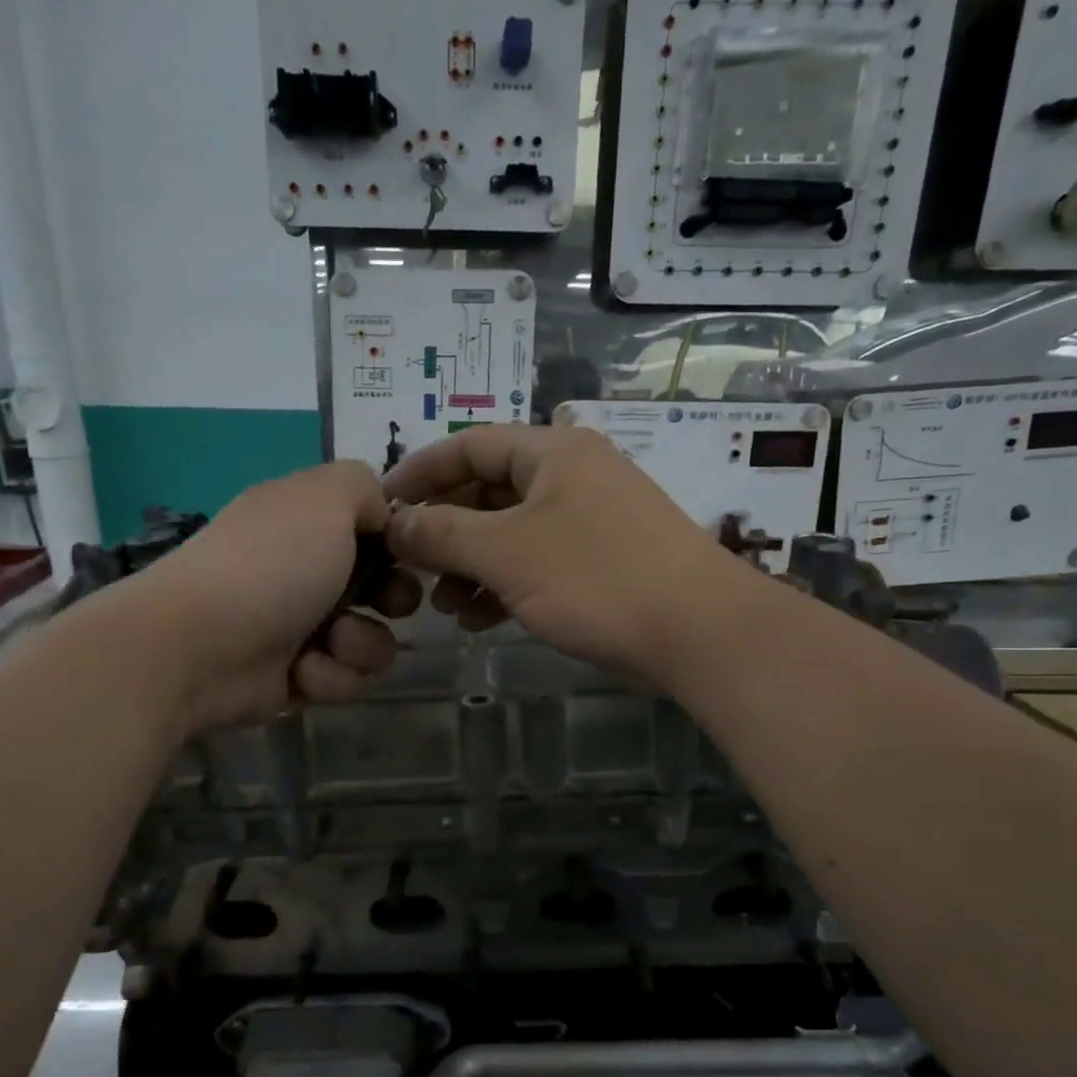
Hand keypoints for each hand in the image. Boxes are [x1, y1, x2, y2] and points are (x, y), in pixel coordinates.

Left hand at [100, 462, 421, 730]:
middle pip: (383, 588)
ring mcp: (301, 627)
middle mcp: (306, 572)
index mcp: (308, 523)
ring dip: (362, 644)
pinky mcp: (298, 677)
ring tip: (330, 644)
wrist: (200, 647)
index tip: (410, 552)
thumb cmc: (270, 565)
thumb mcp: (325, 498)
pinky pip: (344, 678)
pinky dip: (330, 676)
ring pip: (372, 640)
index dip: (398, 543)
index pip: (373, 529)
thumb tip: (382, 516)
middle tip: (386, 603)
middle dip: (394, 598)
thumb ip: (365, 488)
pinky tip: (303, 672)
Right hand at [384, 423, 755, 689]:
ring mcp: (591, 519)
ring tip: (442, 604)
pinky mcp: (602, 561)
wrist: (696, 631)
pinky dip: (504, 585)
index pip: (468, 445)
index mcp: (552, 452)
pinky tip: (480, 619)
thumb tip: (395, 522)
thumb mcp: (506, 552)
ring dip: (470, 565)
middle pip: (488, 490)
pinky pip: (537, 562)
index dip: (419, 472)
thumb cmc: (595, 578)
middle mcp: (572, 475)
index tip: (380, 505)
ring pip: (510, 533)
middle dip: (444, 530)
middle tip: (408, 566)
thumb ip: (442, 533)